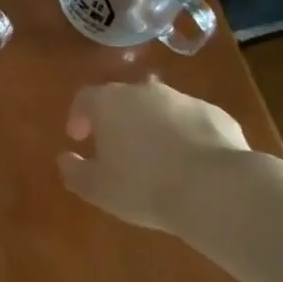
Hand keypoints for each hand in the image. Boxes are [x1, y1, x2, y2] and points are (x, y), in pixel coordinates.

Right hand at [57, 76, 251, 236]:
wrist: (216, 189)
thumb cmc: (144, 187)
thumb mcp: (98, 189)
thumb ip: (74, 171)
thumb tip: (65, 158)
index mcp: (110, 103)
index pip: (84, 98)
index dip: (78, 116)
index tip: (79, 138)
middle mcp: (144, 92)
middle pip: (123, 99)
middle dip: (117, 120)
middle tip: (117, 149)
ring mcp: (183, 99)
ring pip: (159, 109)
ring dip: (153, 127)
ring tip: (157, 160)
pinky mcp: (216, 114)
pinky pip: (192, 122)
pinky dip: (185, 136)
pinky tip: (191, 164)